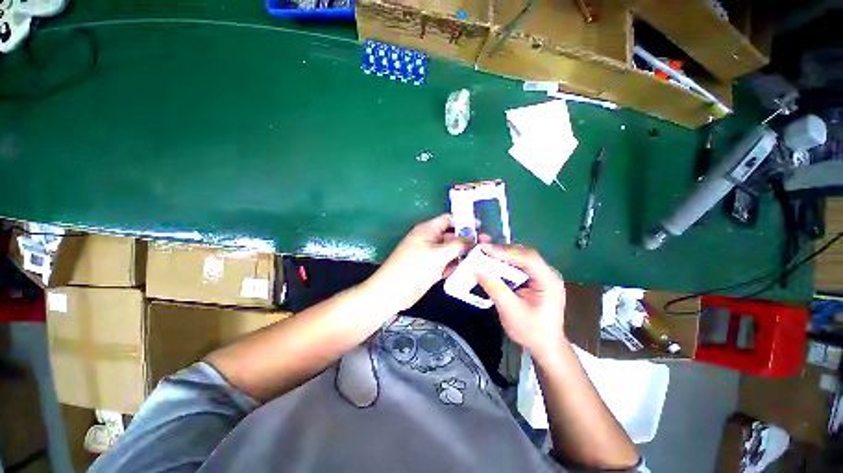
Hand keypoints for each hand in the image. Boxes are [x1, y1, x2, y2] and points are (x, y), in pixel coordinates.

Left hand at [366, 214, 471, 312]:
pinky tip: (468, 270)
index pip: (448, 220)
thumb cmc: (415, 265)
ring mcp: (431, 255)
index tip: (480, 227)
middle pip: (452, 236)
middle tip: (486, 245)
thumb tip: (473, 237)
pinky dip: (455, 266)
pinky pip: (447, 264)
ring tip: (481, 259)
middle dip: (467, 240)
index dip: (463, 221)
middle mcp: (430, 240)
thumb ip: (457, 244)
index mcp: (428, 230)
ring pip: (451, 251)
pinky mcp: (432, 268)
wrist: (394, 290)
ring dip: (463, 255)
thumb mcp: (438, 253)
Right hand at [475, 244, 566, 359]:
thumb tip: (477, 267)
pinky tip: (492, 262)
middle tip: (482, 247)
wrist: (545, 346)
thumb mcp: (510, 311)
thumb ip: (494, 287)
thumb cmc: (531, 331)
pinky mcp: (535, 279)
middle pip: (524, 255)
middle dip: (502, 251)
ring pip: (520, 258)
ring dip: (502, 255)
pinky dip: (504, 263)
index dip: (505, 251)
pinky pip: (518, 266)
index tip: (485, 248)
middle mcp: (547, 274)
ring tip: (484, 251)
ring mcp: (542, 276)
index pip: (528, 258)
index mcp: (549, 281)